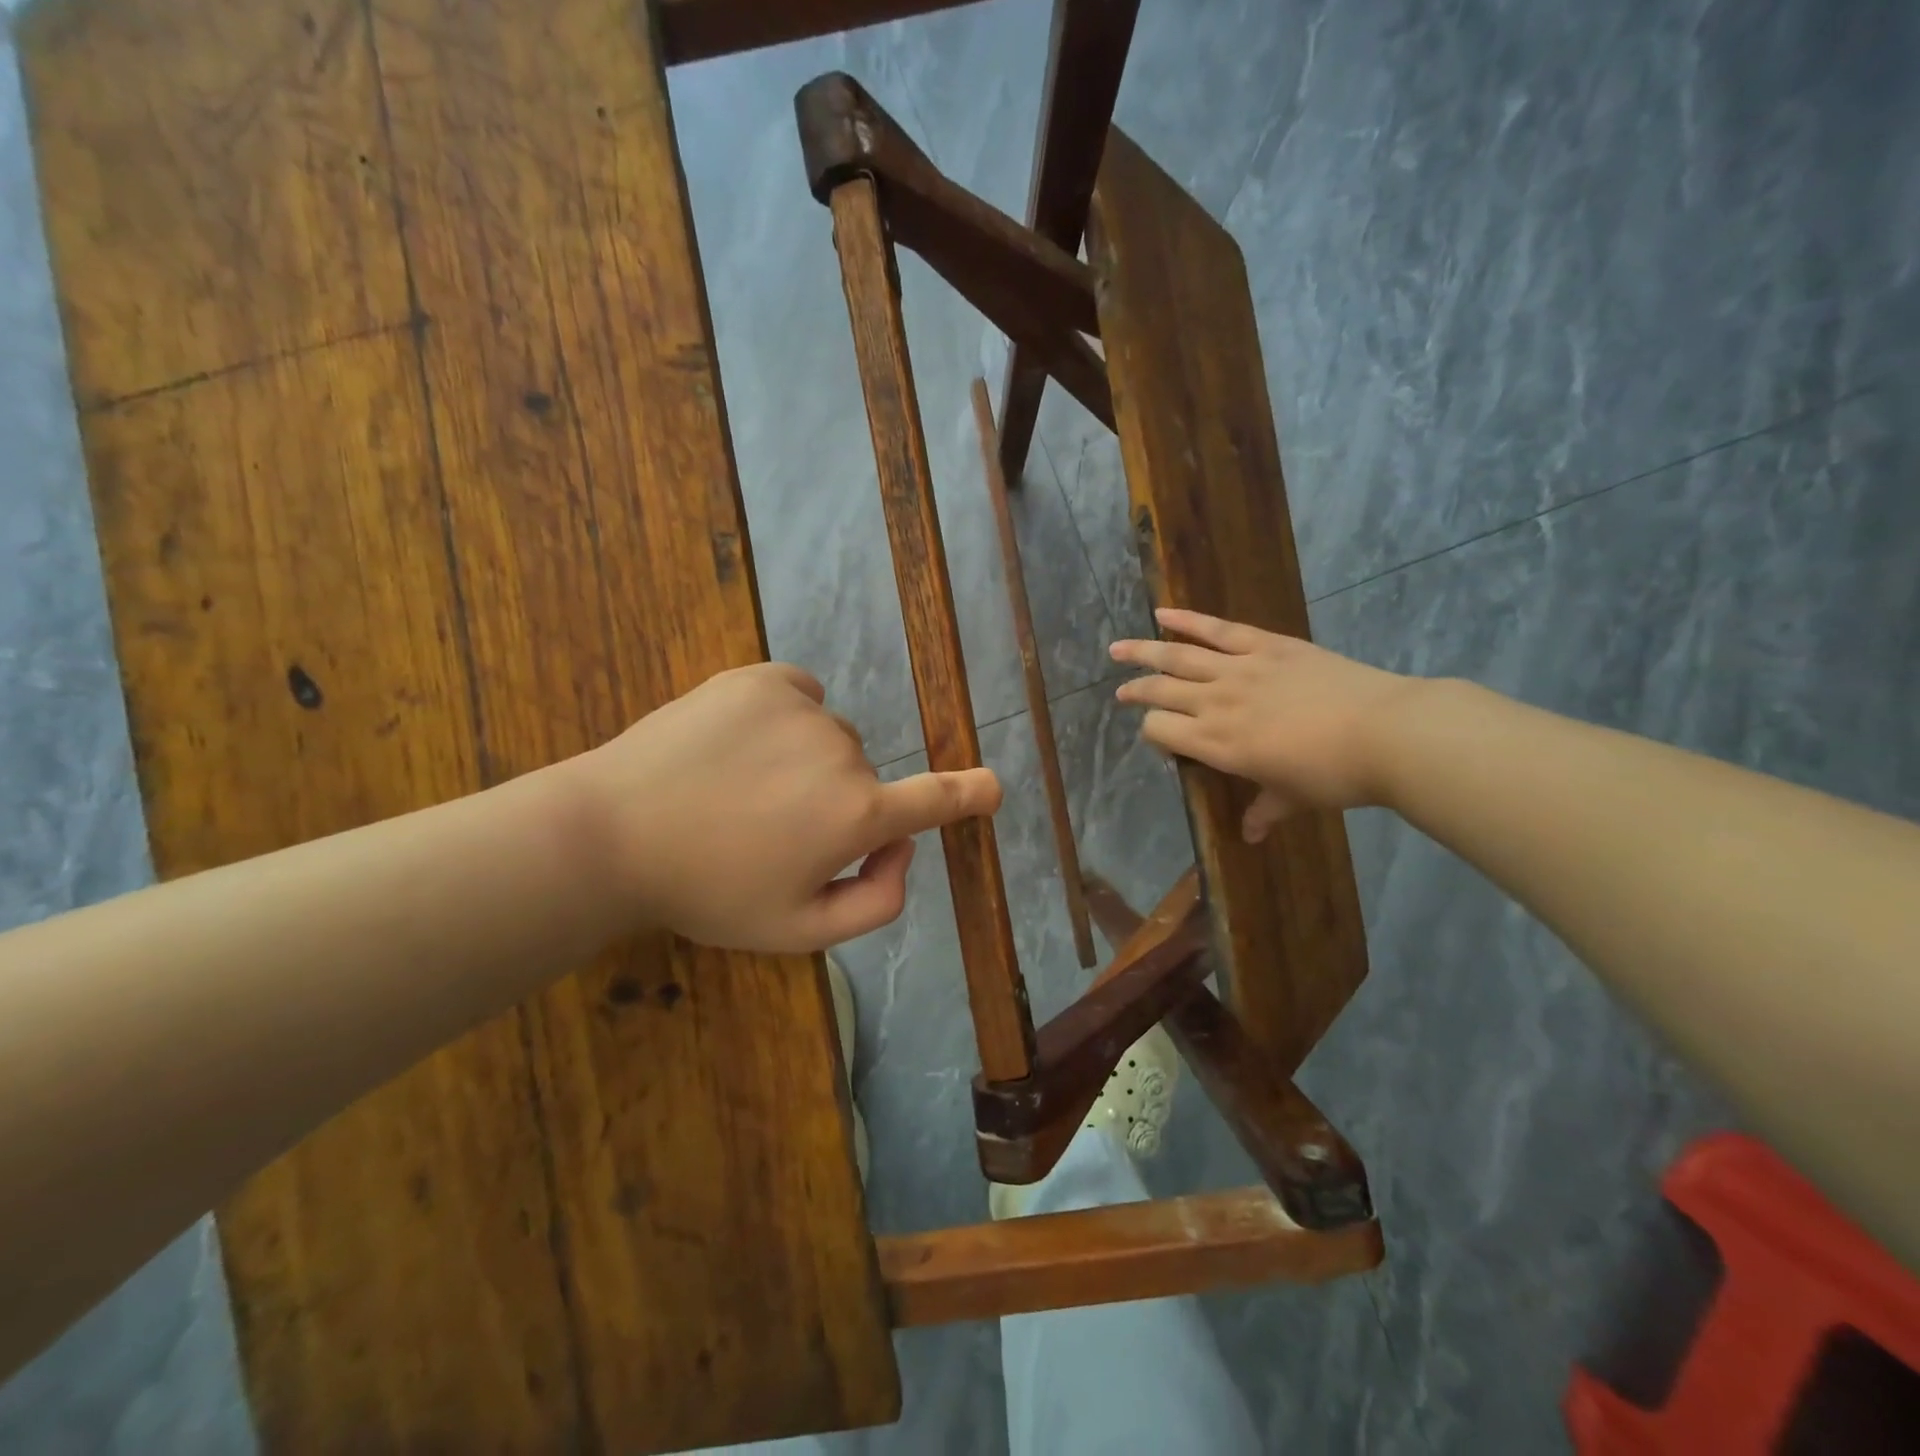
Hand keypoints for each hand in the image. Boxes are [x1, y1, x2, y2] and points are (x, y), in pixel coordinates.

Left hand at [571, 663, 1000, 951]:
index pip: (934, 801)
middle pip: (863, 775)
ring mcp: (801, 707)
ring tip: (740, 789)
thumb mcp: (798, 931)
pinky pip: (800, 695)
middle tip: (769, 832)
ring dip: (805, 761)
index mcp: (856, 815)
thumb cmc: (708, 892)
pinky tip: (742, 743)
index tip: (993, 787)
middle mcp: (844, 752)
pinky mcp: (760, 678)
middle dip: (837, 803)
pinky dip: (787, 716)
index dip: (970, 794)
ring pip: (829, 737)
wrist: (611, 833)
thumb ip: (876, 902)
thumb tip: (903, 849)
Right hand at [1111, 608, 1416, 840]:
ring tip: (1117, 648)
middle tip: (1121, 692)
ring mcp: (1239, 670)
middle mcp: (1216, 704)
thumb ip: (1265, 811)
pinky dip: (1188, 620)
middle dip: (1136, 691)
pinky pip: (1218, 629)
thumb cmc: (1335, 776)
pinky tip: (1163, 614)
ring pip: (1178, 656)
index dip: (1153, 734)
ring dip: (1143, 651)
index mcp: (1216, 745)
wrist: (1386, 733)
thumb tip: (1251, 835)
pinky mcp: (1266, 646)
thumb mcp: (1293, 799)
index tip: (1163, 739)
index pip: (1160, 731)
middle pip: (1160, 692)